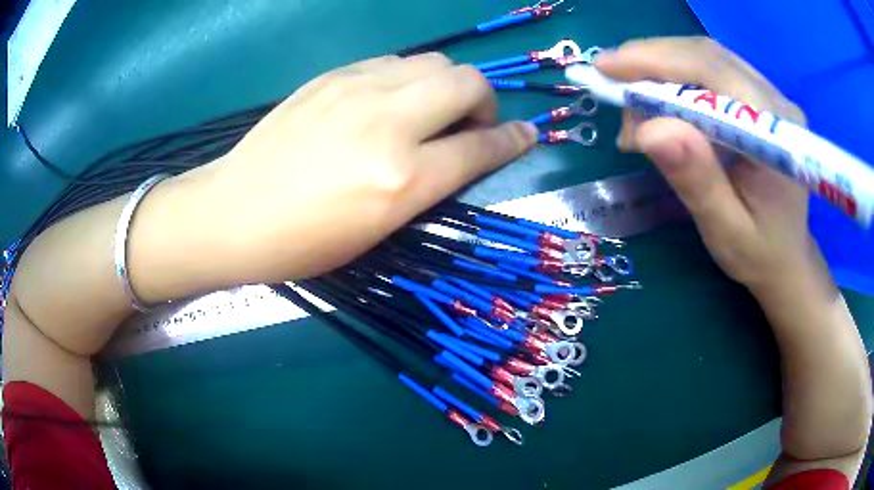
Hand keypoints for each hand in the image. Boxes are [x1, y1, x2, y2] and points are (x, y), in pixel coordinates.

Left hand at [203, 54, 536, 280]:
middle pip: (468, 82)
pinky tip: (389, 101)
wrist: (233, 212)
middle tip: (469, 124)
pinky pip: (393, 63)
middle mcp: (387, 123)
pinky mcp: (332, 76)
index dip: (513, 140)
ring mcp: (356, 90)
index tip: (526, 135)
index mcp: (400, 178)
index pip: (480, 147)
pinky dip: (408, 79)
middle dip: (484, 102)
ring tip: (427, 111)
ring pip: (433, 62)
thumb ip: (426, 185)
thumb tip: (460, 154)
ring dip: (446, 86)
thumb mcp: (376, 233)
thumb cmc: (303, 243)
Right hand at [595, 37, 814, 292]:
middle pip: (705, 56)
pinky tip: (658, 99)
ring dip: (660, 68)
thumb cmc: (759, 253)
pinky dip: (675, 76)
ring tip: (632, 100)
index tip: (605, 69)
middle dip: (651, 62)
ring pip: (704, 57)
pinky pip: (710, 69)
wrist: (787, 256)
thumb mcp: (725, 230)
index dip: (656, 62)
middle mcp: (776, 102)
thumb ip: (696, 180)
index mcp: (775, 134)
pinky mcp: (758, 96)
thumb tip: (649, 130)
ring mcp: (769, 94)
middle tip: (610, 83)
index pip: (712, 72)